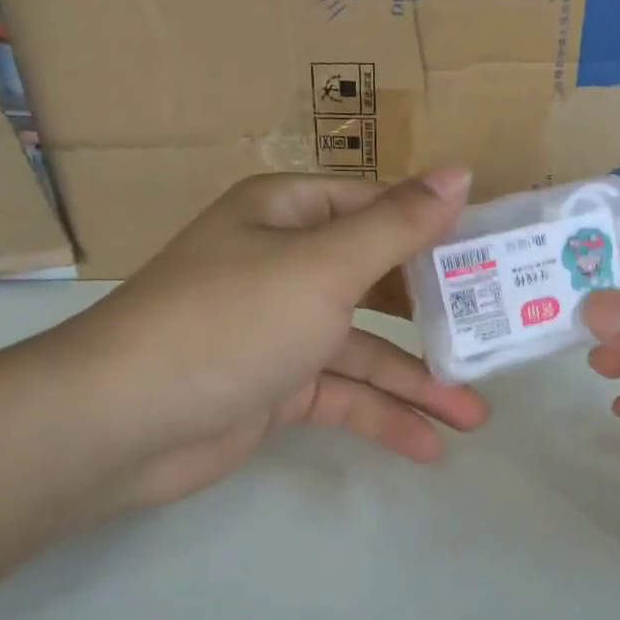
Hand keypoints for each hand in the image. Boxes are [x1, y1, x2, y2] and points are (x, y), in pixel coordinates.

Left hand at [54, 169, 487, 515]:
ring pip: (365, 349)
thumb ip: (398, 225)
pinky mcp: (276, 386)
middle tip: (496, 336)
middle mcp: (285, 264)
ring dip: (418, 382)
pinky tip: (428, 446)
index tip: (494, 255)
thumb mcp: (324, 266)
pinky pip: (342, 394)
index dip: (437, 229)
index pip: (379, 208)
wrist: (123, 422)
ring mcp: (280, 329)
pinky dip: (381, 416)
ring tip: (474, 416)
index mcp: (289, 214)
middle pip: (378, 283)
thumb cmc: (232, 321)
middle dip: (436, 317)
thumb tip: (461, 173)